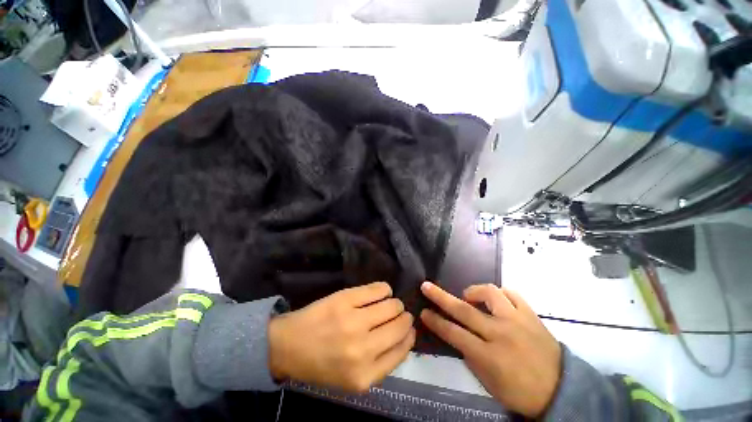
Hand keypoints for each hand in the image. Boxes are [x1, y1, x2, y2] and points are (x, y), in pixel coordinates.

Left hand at [268, 282, 414, 392]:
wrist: (289, 345)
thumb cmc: (321, 364)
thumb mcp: (353, 379)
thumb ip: (381, 364)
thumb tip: (405, 337)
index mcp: (365, 375)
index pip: (402, 350)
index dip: (409, 336)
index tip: (409, 329)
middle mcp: (363, 349)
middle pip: (400, 325)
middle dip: (404, 317)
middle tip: (400, 314)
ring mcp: (354, 320)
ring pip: (392, 305)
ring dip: (395, 303)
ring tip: (389, 303)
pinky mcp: (346, 299)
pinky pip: (379, 289)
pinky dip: (384, 289)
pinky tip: (381, 292)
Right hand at [420, 282, 560, 417]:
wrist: (561, 390)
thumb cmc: (520, 391)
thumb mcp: (489, 382)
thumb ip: (471, 356)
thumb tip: (458, 334)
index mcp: (489, 356)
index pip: (454, 334)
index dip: (436, 322)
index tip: (424, 312)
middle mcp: (501, 333)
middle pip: (464, 310)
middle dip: (441, 297)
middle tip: (427, 286)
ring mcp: (517, 321)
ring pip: (490, 293)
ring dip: (473, 291)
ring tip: (469, 296)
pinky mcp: (531, 315)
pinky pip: (512, 294)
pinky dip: (499, 293)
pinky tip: (495, 299)